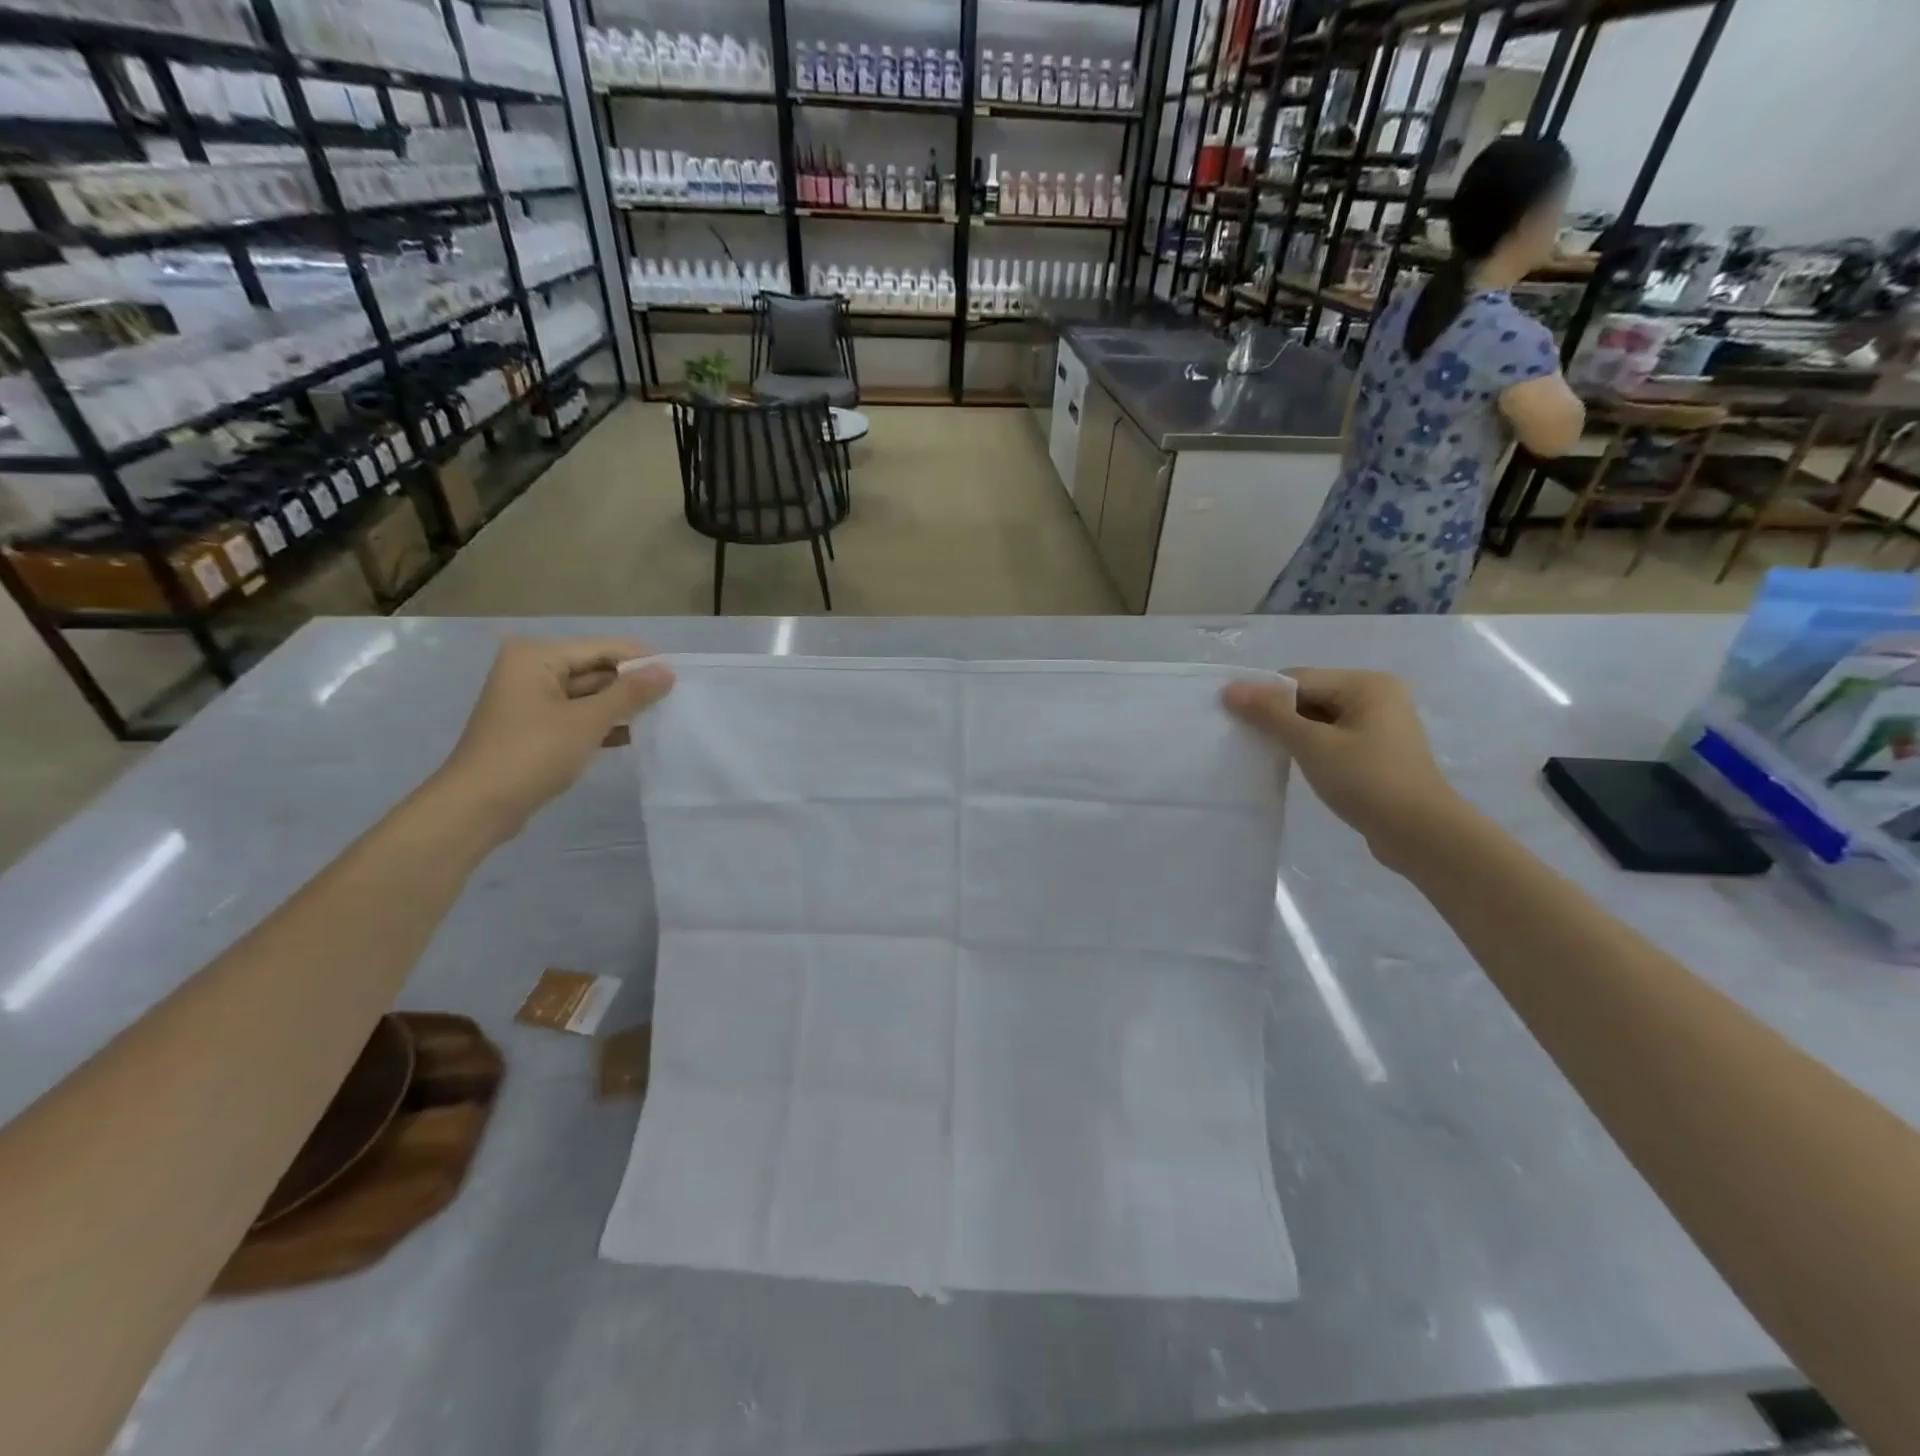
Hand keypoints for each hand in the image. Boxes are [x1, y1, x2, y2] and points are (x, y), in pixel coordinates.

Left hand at [434, 637, 674, 838]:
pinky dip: (603, 723)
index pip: (603, 647)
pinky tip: (634, 734)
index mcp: (537, 655)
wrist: (478, 807)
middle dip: (632, 684)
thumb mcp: (587, 721)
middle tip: (675, 700)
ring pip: (589, 693)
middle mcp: (532, 669)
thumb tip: (667, 670)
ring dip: (621, 706)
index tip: (680, 678)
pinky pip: (578, 714)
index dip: (642, 661)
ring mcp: (532, 699)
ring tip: (662, 716)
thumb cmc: (532, 754)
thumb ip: (630, 693)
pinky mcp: (536, 726)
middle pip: (596, 668)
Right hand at [1223, 668, 1464, 871]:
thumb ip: (1270, 714)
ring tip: (1263, 752)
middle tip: (1243, 737)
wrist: (1421, 835)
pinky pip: (1331, 739)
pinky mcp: (1376, 753)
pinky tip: (1290, 764)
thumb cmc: (1367, 781)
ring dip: (1290, 733)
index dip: (1263, 695)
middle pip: (1309, 696)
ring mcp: (1379, 726)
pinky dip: (1308, 747)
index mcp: (1366, 684)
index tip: (1232, 717)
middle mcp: (1376, 696)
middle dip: (1276, 715)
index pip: (1299, 679)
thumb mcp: (1312, 744)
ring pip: (1318, 719)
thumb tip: (1230, 689)